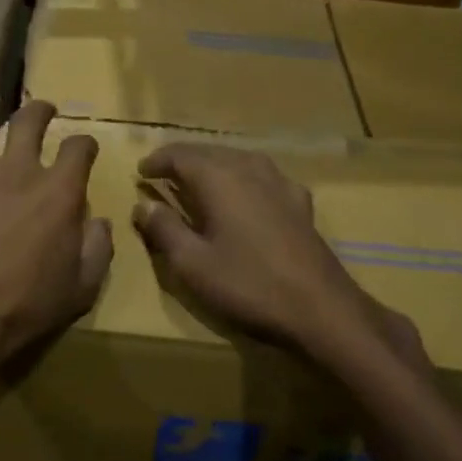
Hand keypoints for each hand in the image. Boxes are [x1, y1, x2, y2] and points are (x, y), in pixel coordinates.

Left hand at [0, 95, 111, 373]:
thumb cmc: (28, 306)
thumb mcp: (82, 287)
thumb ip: (97, 249)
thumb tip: (99, 224)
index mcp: (56, 192)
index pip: (78, 149)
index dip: (85, 145)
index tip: (85, 149)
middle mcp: (14, 174)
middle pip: (27, 123)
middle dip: (38, 110)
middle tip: (41, 109)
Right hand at [131, 142, 424, 372]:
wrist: (321, 308)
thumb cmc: (249, 284)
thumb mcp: (193, 264)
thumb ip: (164, 229)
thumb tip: (142, 204)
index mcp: (218, 178)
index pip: (180, 155)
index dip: (157, 161)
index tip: (140, 172)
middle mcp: (248, 169)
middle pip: (209, 151)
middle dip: (183, 160)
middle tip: (163, 173)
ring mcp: (279, 183)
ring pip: (237, 159)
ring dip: (213, 164)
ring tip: (197, 180)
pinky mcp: (299, 202)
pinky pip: (263, 176)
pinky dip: (243, 177)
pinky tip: (246, 193)